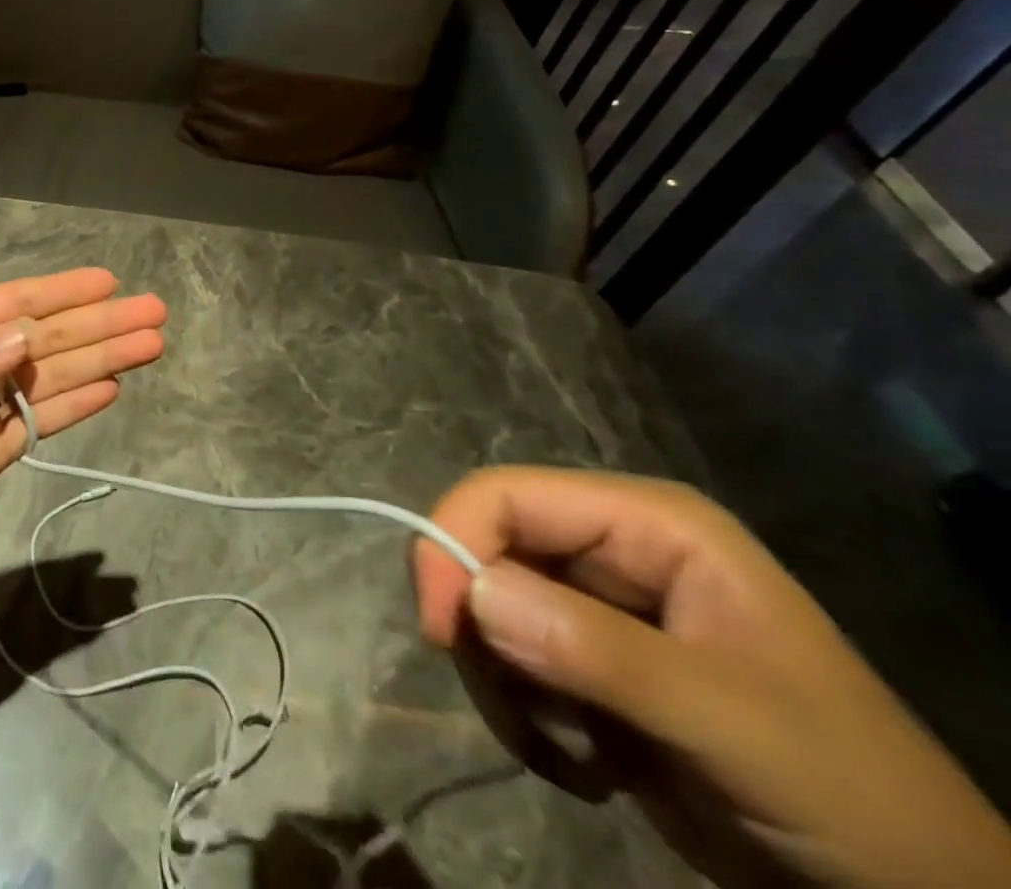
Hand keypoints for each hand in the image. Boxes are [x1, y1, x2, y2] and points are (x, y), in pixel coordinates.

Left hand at [0, 268, 164, 564]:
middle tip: (154, 312)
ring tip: (150, 345)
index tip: (109, 281)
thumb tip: (27, 337)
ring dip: (103, 360)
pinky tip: (113, 388)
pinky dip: (78, 403)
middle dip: (100, 325)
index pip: (17, 303)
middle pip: (49, 338)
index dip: (64, 292)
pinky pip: (45, 419)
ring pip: (57, 375)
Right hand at [413, 467, 1010, 888]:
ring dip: (502, 684)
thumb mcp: (730, 722)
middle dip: (483, 632)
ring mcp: (596, 605)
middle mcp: (610, 547)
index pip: (505, 495)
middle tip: (517, 712)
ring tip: (563, 754)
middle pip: (486, 550)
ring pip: (487, 611)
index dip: (452, 542)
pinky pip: (508, 662)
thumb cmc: (845, 790)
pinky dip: (521, 715)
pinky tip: (581, 767)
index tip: (439, 630)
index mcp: (644, 522)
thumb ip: (600, 651)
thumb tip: (473, 596)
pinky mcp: (586, 660)